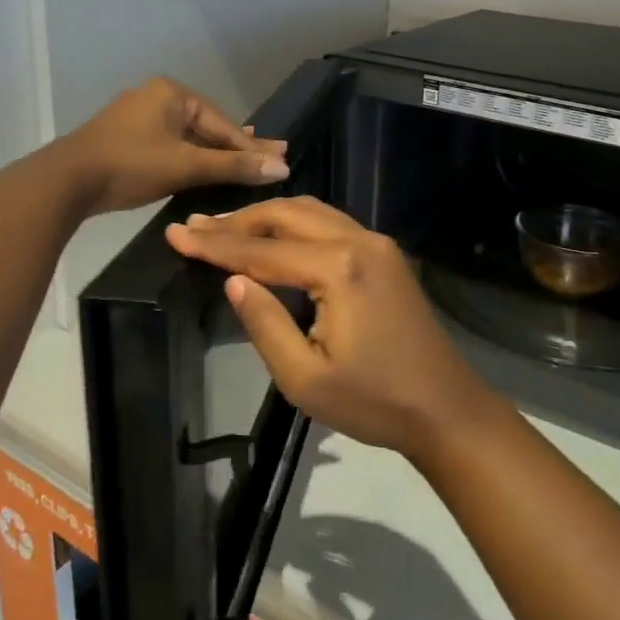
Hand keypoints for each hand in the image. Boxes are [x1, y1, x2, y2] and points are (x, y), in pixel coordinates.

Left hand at [63, 78, 287, 215]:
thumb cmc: (130, 165)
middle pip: (207, 128)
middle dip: (237, 147)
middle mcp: (157, 97)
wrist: (64, 182)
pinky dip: (190, 159)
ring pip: (188, 138)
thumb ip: (233, 166)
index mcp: (172, 93)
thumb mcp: (186, 166)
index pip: (223, 123)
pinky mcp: (126, 139)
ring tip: (245, 165)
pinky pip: (170, 146)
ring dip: (215, 155)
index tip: (280, 159)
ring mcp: (138, 118)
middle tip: (271, 160)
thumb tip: (281, 166)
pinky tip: (204, 170)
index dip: (251, 146)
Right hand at [165, 198, 502, 466]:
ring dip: (268, 217)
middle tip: (196, 227)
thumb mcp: (305, 378)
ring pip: (312, 211)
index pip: (262, 250)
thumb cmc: (373, 402)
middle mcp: (360, 241)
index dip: (215, 244)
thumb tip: (233, 280)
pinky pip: (332, 223)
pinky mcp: (386, 255)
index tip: (174, 234)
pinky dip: (296, 224)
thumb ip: (264, 323)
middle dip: (239, 220)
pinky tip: (275, 237)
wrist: (445, 408)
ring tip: (226, 228)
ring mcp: (378, 244)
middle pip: (288, 214)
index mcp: (339, 268)